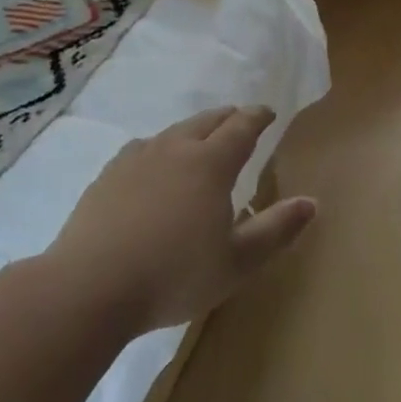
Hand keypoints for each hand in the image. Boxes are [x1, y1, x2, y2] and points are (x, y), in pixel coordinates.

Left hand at [47, 106, 316, 333]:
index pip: (241, 127)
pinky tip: (152, 164)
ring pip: (172, 132)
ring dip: (193, 130)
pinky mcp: (106, 178)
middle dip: (227, 117)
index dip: (258, 117)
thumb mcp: (238, 262)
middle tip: (239, 119)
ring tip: (199, 139)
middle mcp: (174, 150)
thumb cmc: (174, 275)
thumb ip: (276, 230)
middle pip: (206, 121)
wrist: (88, 288)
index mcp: (210, 164)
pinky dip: (159, 148)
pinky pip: (141, 149)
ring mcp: (135, 160)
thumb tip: (312, 202)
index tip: (268, 113)